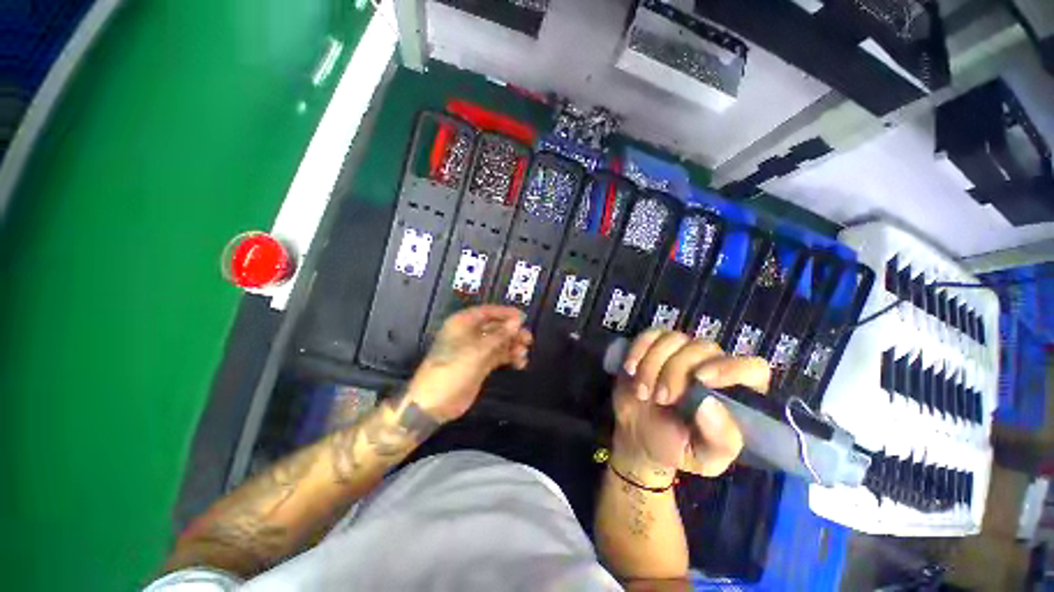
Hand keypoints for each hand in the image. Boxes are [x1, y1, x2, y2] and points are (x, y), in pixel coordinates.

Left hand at [406, 305, 532, 423]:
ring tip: (523, 354)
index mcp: (463, 323)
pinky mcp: (479, 364)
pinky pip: (498, 356)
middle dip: (512, 332)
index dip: (506, 313)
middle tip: (528, 338)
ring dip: (512, 346)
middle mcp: (469, 334)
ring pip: (498, 342)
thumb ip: (500, 335)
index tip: (523, 317)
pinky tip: (519, 363)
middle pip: (495, 327)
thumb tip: (518, 321)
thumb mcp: (477, 350)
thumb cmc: (453, 369)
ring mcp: (475, 350)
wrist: (435, 402)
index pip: (488, 312)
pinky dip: (508, 357)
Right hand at [610, 329, 770, 482]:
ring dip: (652, 364)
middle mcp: (712, 366)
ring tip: (642, 392)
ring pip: (674, 339)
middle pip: (703, 348)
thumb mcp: (703, 458)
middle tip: (660, 398)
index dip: (729, 368)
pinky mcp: (655, 346)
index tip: (700, 379)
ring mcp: (682, 352)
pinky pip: (650, 335)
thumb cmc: (675, 446)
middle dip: (675, 371)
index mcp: (736, 394)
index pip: (752, 369)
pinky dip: (638, 349)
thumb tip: (710, 404)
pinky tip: (630, 369)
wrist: (636, 434)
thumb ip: (718, 439)